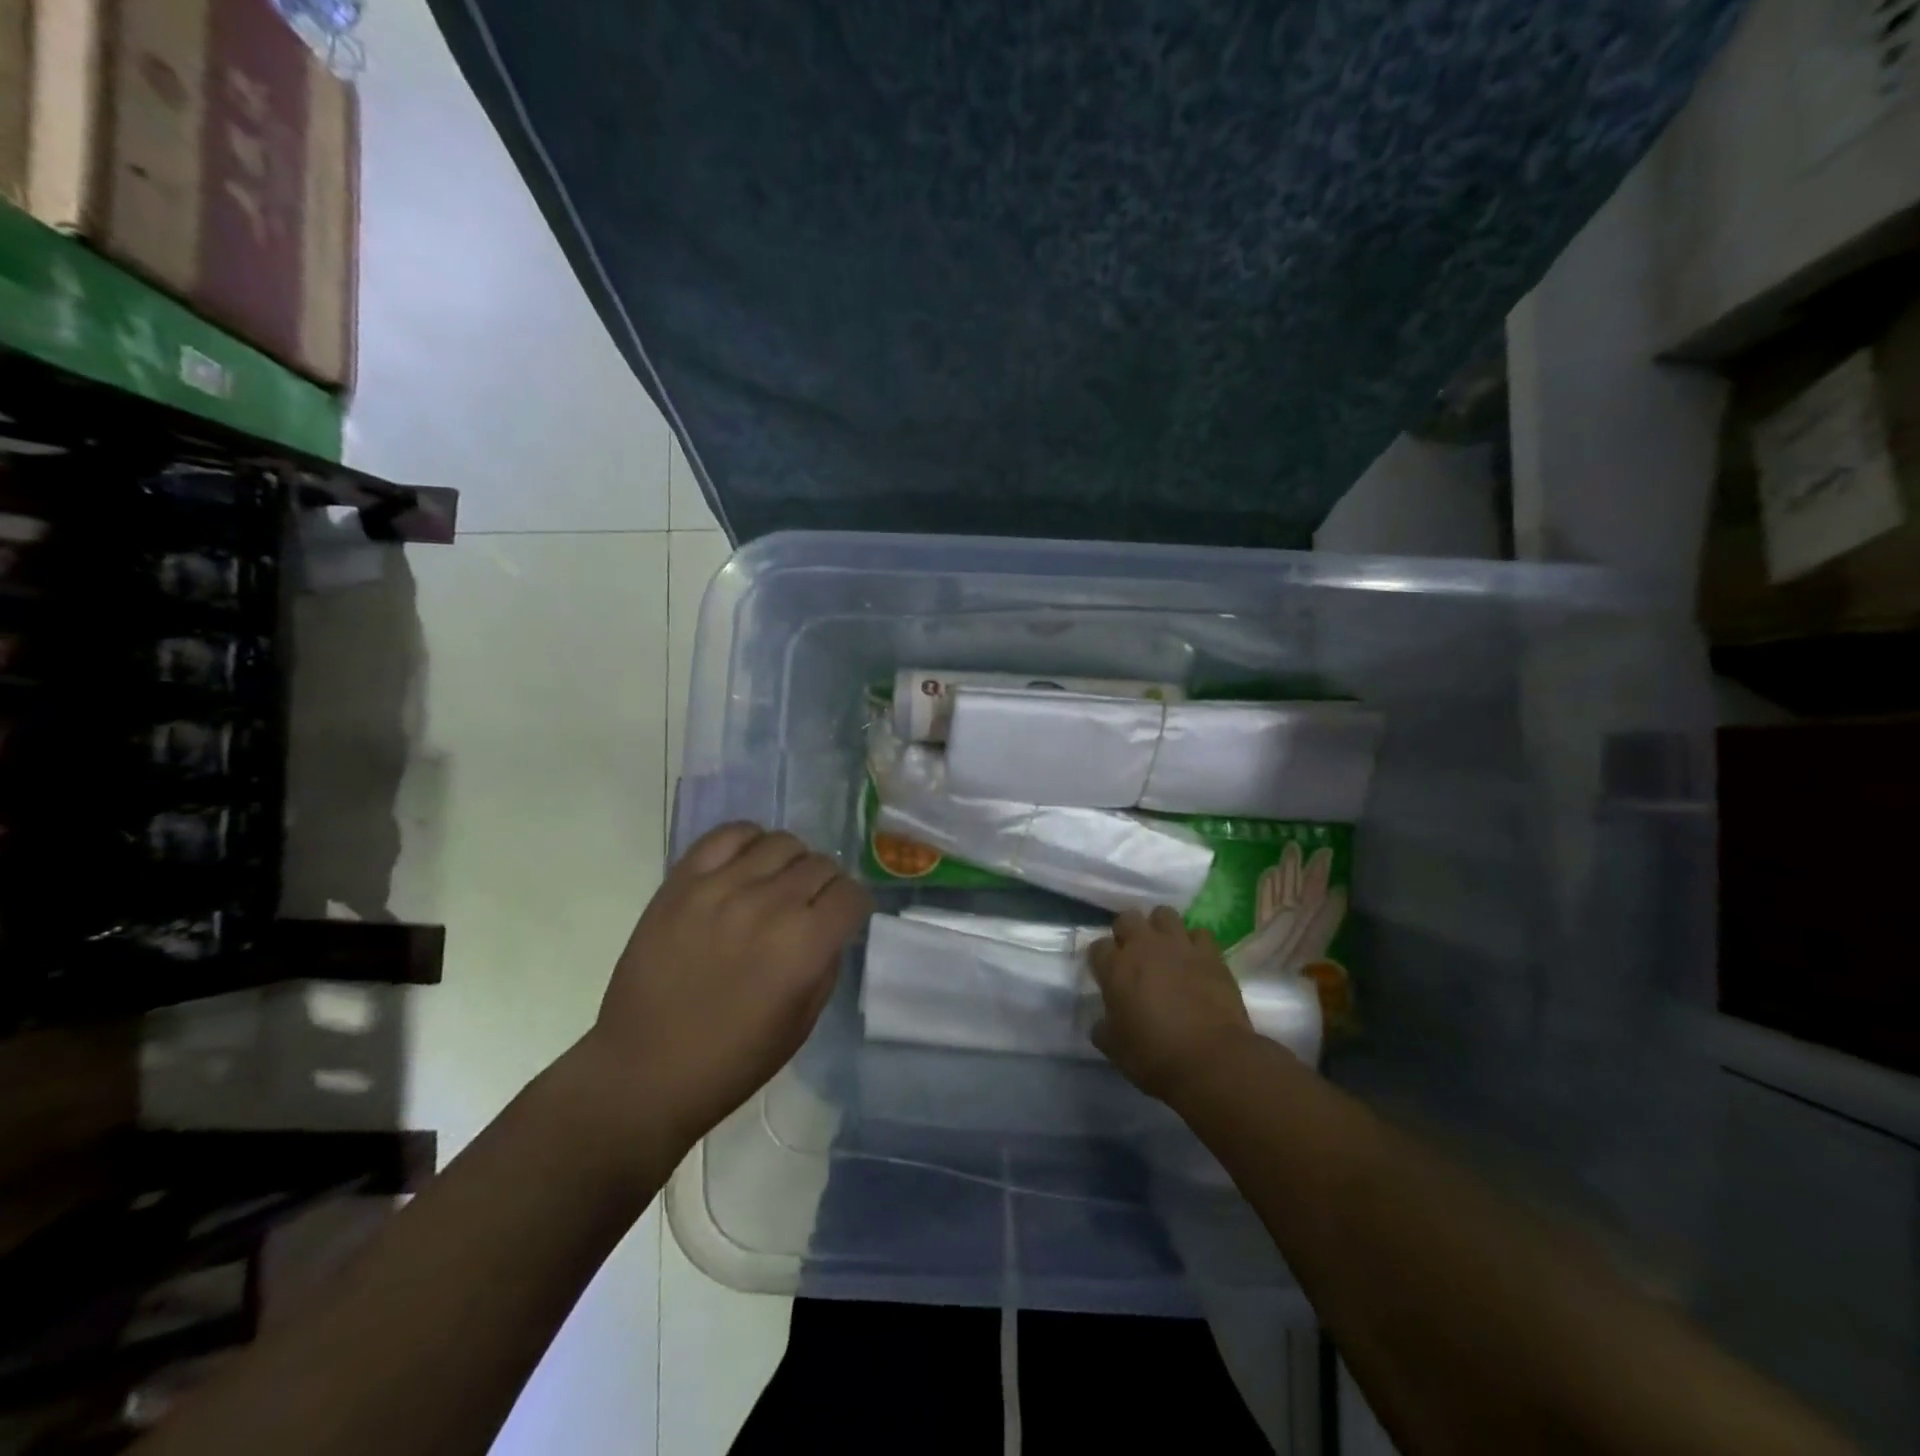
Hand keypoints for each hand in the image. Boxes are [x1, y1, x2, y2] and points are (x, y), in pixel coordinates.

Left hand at [582, 822, 871, 1152]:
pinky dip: (748, 841)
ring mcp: (721, 887)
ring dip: (791, 862)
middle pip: (821, 864)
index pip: (851, 894)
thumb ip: (826, 963)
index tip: (842, 919)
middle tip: (809, 907)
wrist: (643, 1070)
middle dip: (825, 885)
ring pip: (781, 842)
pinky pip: (728, 834)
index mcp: (804, 946)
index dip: (853, 907)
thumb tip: (830, 925)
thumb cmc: (731, 1061)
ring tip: (777, 885)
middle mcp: (769, 905)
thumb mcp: (802, 1023)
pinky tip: (746, 865)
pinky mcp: (682, 881)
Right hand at [1089, 906, 1256, 1101]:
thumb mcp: (1116, 1050)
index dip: (1101, 960)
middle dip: (1128, 932)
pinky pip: (1200, 933)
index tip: (1106, 974)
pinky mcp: (1211, 953)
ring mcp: (1179, 946)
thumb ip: (1104, 1029)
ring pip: (1164, 914)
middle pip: (1128, 918)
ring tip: (1165, 950)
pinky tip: (1196, 960)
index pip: (1097, 947)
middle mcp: (1144, 946)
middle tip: (1134, 956)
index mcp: (1115, 968)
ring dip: (1161, 928)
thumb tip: (1102, 1023)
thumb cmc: (1155, 1056)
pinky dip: (1195, 943)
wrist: (1212, 1060)